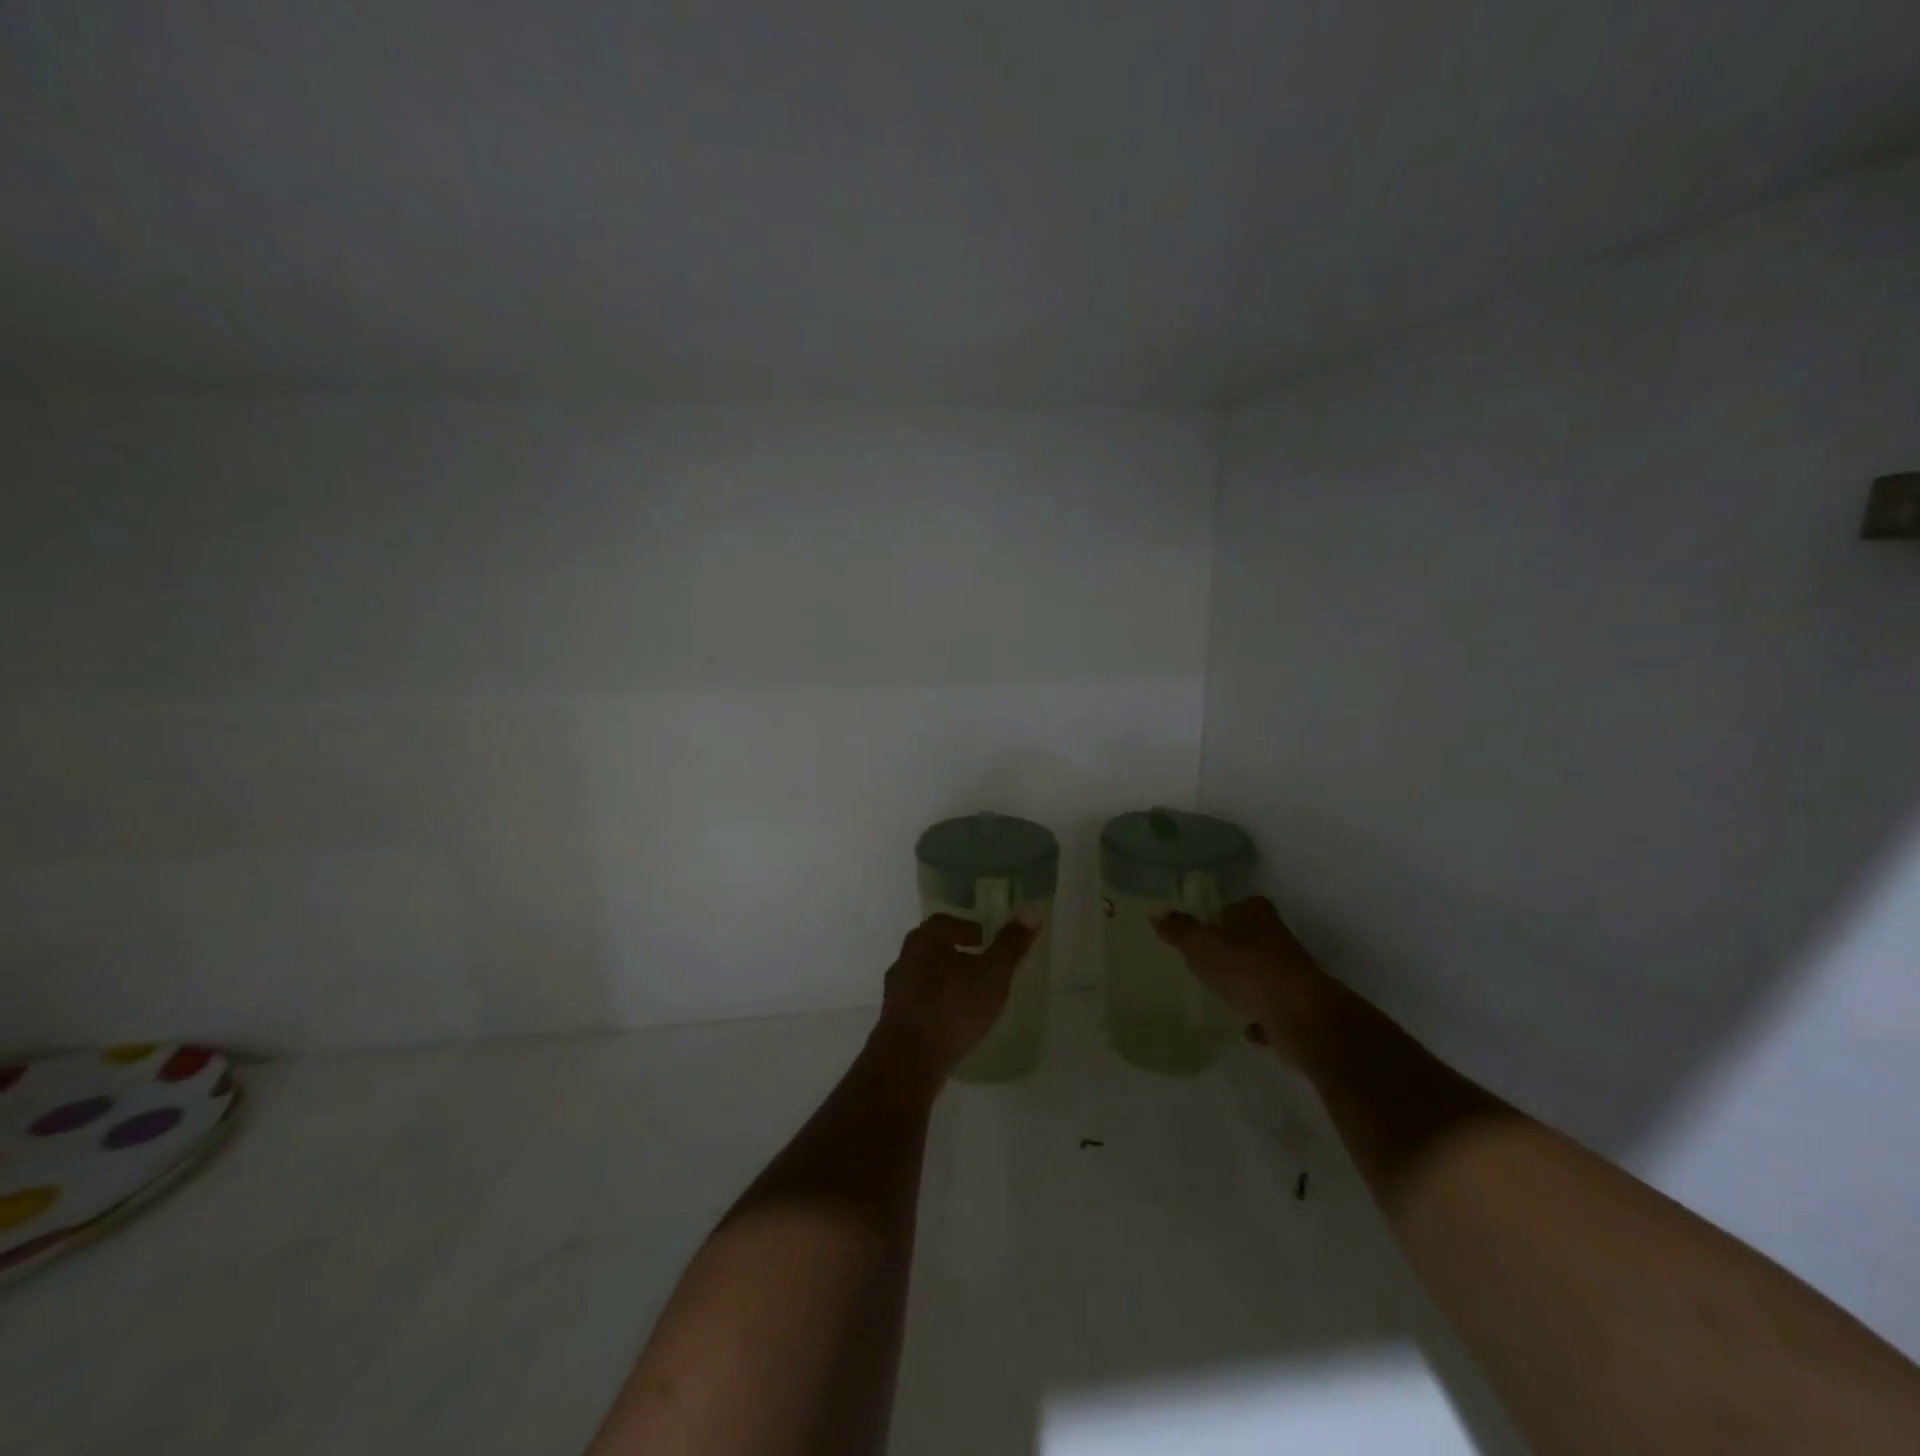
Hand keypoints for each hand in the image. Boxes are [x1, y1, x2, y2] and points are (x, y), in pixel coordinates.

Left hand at [876, 913, 1037, 1081]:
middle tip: (981, 964)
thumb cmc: (953, 1008)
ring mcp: (895, 991)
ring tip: (971, 995)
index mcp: (925, 940)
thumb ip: (1011, 944)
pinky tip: (953, 1021)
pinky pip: (918, 1002)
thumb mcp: (992, 974)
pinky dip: (936, 1004)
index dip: (966, 927)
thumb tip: (1032, 910)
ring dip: (945, 980)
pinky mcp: (893, 1020)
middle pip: (932, 947)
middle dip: (956, 952)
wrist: (909, 1060)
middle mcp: (905, 959)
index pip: (944, 922)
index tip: (985, 939)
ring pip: (923, 975)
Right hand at [1153, 896, 1342, 1064]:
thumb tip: (1157, 912)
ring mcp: (1291, 971)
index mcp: (1255, 913)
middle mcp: (1277, 936)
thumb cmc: (1246, 970)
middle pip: (1246, 939)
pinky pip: (1271, 1007)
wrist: (1302, 1018)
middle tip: (1200, 964)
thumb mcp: (1201, 946)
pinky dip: (1259, 1016)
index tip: (1196, 934)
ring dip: (1245, 983)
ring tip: (1218, 995)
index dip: (1214, 917)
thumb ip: (1179, 930)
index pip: (1232, 906)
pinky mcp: (1299, 1004)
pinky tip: (1244, 1027)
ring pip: (1260, 973)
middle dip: (1228, 951)